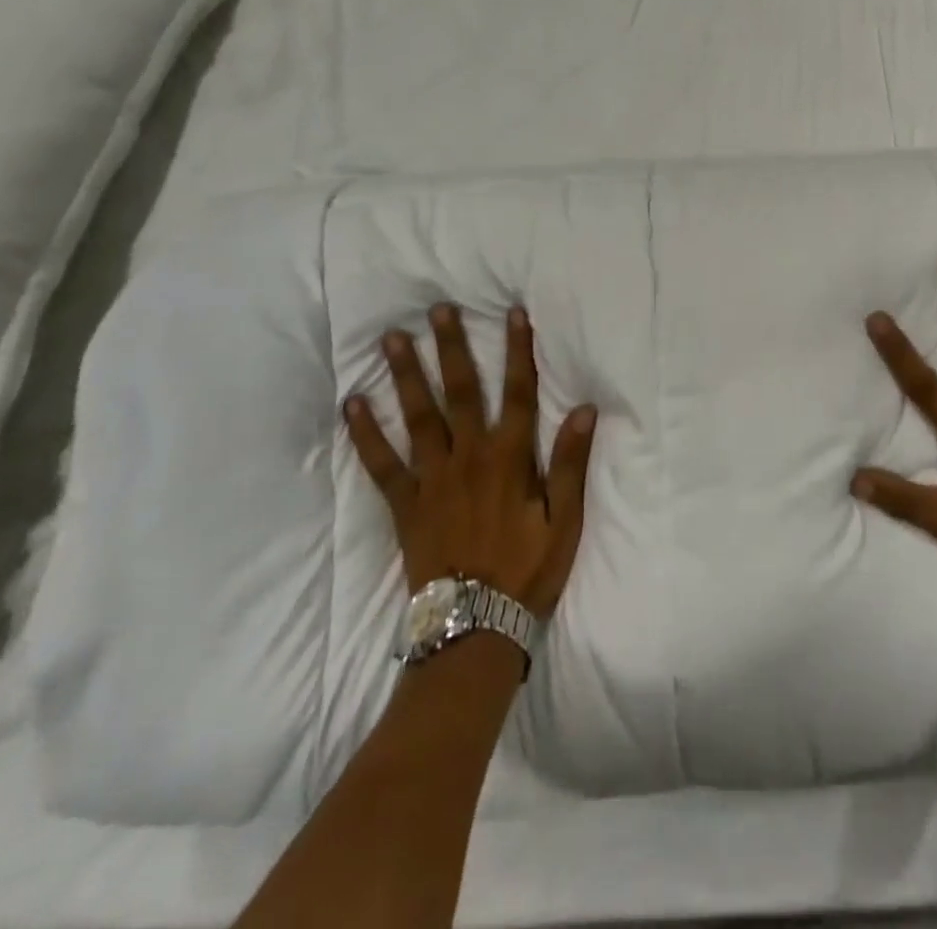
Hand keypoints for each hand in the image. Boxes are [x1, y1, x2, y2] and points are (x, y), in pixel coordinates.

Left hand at [342, 303, 597, 619]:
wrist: (475, 626)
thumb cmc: (528, 570)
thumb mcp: (564, 521)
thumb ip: (571, 463)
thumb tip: (583, 409)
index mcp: (510, 458)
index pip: (517, 392)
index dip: (517, 351)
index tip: (512, 313)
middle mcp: (469, 456)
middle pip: (460, 391)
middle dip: (451, 347)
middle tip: (437, 310)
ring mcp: (432, 478)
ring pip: (418, 415)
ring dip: (405, 375)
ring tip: (392, 339)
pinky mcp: (405, 503)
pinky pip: (381, 463)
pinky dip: (365, 434)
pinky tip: (352, 404)